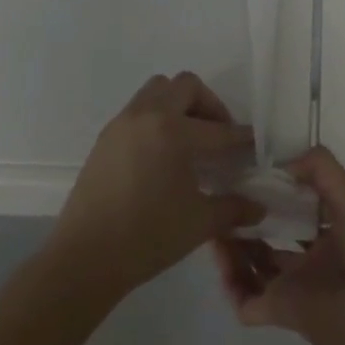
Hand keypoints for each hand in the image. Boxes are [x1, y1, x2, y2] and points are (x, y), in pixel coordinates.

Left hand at [49, 72, 262, 300]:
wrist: (85, 258)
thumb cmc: (148, 237)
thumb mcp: (200, 223)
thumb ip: (234, 208)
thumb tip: (259, 207)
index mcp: (173, 131)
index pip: (218, 129)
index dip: (241, 138)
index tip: (255, 144)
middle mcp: (147, 116)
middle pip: (185, 86)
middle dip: (209, 105)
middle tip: (218, 134)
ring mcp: (122, 124)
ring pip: (156, 91)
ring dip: (179, 105)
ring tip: (190, 139)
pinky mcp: (105, 139)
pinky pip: (137, 111)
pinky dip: (156, 119)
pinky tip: (162, 155)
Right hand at [214, 147, 344, 344]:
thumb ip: (321, 168)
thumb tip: (281, 164)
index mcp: (333, 232)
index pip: (299, 209)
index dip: (276, 193)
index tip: (251, 176)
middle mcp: (312, 259)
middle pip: (271, 237)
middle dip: (248, 221)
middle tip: (223, 202)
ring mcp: (295, 286)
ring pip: (254, 266)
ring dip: (234, 249)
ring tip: (214, 226)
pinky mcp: (280, 311)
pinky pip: (246, 302)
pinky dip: (231, 285)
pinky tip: (222, 259)